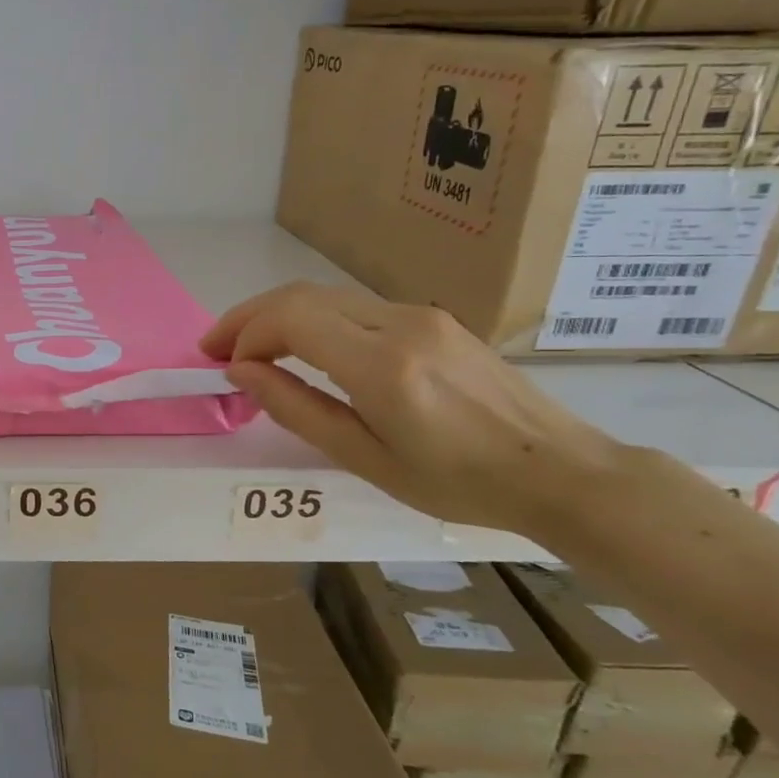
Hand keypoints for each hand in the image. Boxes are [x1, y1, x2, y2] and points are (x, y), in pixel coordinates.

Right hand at [201, 284, 626, 534]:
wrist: (561, 472)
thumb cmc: (457, 482)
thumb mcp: (365, 458)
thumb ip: (297, 409)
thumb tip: (242, 372)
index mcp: (382, 365)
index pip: (290, 319)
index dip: (244, 333)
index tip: (219, 362)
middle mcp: (399, 324)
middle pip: (301, 295)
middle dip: (249, 316)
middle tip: (217, 347)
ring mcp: (421, 315)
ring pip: (325, 295)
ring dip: (278, 315)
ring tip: (250, 348)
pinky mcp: (434, 319)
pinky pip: (354, 306)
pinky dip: (313, 319)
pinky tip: (303, 348)